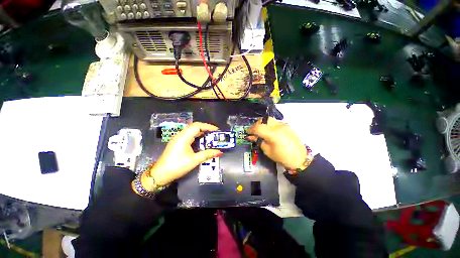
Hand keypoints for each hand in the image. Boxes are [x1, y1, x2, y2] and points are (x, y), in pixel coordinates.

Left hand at [148, 122, 222, 186]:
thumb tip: (220, 152)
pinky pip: (189, 135)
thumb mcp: (194, 160)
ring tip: (211, 136)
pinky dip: (197, 136)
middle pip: (194, 126)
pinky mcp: (177, 142)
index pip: (197, 126)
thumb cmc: (177, 166)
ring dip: (201, 132)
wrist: (160, 174)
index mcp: (183, 137)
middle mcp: (180, 135)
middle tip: (215, 133)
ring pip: (191, 130)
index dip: (208, 126)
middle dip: (206, 128)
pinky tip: (202, 141)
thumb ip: (207, 154)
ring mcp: (178, 138)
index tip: (217, 130)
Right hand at [248, 117, 306, 169]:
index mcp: (272, 134)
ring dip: (263, 123)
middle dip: (257, 124)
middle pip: (264, 120)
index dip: (251, 129)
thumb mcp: (267, 150)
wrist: (299, 158)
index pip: (258, 127)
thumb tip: (251, 137)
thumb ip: (259, 141)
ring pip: (269, 119)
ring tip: (261, 130)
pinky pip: (275, 122)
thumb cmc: (282, 157)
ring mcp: (283, 125)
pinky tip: (269, 131)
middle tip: (254, 131)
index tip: (248, 133)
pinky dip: (269, 124)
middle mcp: (278, 126)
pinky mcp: (286, 126)